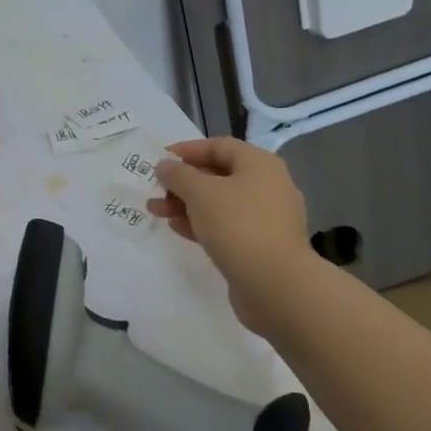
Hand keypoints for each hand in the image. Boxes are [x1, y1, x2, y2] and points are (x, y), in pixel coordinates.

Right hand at [148, 138, 311, 325]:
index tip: (160, 160)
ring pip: (219, 203)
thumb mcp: (200, 192)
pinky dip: (201, 223)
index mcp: (259, 164)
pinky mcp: (260, 245)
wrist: (276, 285)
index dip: (186, 150)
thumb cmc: (237, 225)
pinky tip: (176, 228)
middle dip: (182, 182)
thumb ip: (178, 174)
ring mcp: (266, 218)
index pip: (218, 146)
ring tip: (156, 211)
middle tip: (155, 189)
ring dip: (186, 204)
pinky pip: (226, 226)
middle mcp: (267, 186)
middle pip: (218, 175)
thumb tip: (165, 166)